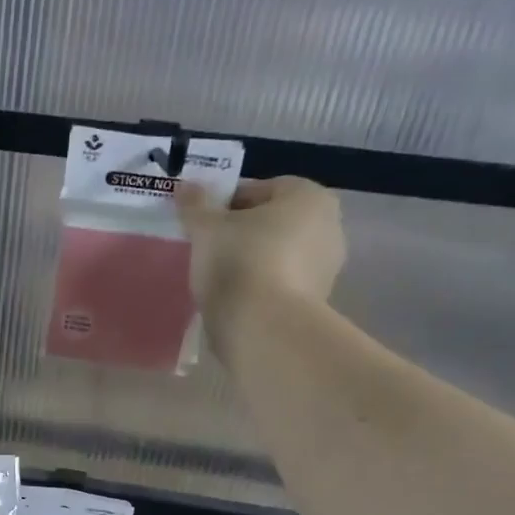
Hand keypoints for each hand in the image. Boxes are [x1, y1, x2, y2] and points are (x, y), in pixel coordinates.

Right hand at [177, 176, 345, 355]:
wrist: (263, 328)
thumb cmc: (239, 262)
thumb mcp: (206, 228)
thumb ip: (195, 204)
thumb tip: (185, 186)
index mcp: (308, 196)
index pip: (259, 189)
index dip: (225, 204)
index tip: (202, 224)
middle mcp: (329, 225)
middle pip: (272, 222)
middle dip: (241, 233)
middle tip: (208, 250)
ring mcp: (327, 267)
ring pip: (277, 254)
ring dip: (251, 261)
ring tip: (219, 279)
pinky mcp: (317, 302)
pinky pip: (281, 283)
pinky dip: (261, 287)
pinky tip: (236, 300)